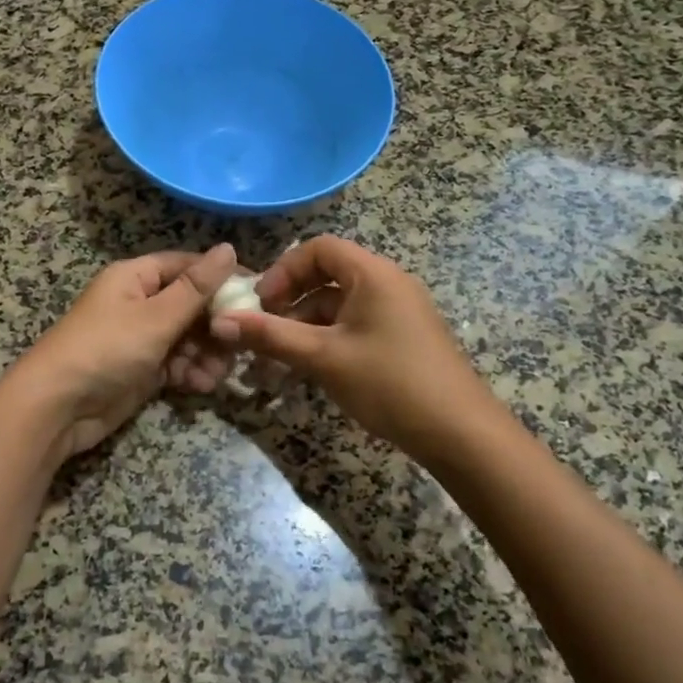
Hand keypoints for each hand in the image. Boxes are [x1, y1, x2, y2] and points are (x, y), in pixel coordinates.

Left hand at [1, 244, 237, 463]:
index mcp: (135, 277)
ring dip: (206, 353)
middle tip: (242, 342)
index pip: (186, 266)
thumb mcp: (156, 317)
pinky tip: (202, 386)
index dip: (221, 276)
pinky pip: (175, 363)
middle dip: (216, 324)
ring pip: (186, 337)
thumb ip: (196, 287)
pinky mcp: (140, 369)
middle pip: (190, 303)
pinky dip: (190, 372)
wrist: (57, 407)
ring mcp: (139, 337)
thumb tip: (229, 248)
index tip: (256, 293)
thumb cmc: (107, 349)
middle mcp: (138, 302)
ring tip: (219, 373)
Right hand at [210, 236, 499, 459]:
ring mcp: (399, 311)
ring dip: (306, 325)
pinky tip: (311, 369)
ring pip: (340, 305)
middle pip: (328, 275)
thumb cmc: (389, 383)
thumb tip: (221, 322)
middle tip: (264, 328)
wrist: (461, 434)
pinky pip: (356, 325)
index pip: (319, 248)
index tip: (260, 301)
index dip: (284, 269)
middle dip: (290, 300)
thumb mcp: (323, 358)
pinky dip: (329, 339)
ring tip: (279, 359)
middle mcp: (389, 283)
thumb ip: (270, 336)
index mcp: (373, 274)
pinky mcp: (403, 338)